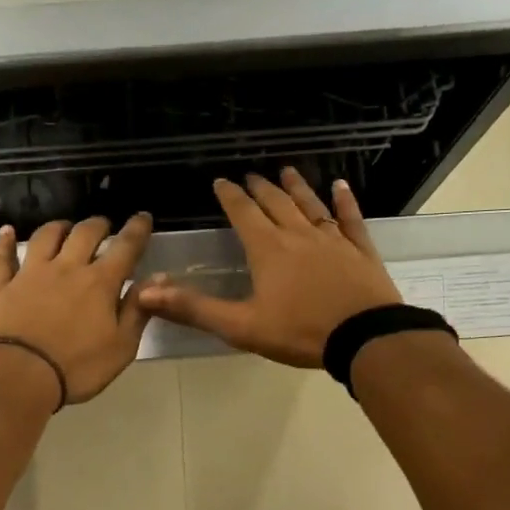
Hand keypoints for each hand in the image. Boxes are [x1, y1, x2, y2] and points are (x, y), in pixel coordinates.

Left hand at [0, 213, 154, 406]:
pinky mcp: (1, 286)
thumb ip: (138, 311)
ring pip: (45, 237)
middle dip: (98, 225)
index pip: (125, 248)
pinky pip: (2, 257)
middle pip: (84, 233)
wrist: (17, 376)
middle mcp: (66, 268)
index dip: (137, 230)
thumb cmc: (76, 368)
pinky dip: (5, 242)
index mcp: (100, 283)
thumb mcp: (121, 347)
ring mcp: (30, 274)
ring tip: (65, 227)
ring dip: (58, 227)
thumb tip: (156, 279)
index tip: (143, 217)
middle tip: (104, 225)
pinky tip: (6, 231)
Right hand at [138, 171, 400, 367]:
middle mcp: (299, 235)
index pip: (243, 214)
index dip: (230, 196)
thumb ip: (194, 308)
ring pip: (311, 205)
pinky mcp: (360, 251)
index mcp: (268, 250)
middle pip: (276, 203)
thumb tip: (146, 294)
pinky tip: (341, 186)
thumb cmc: (300, 332)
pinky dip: (345, 201)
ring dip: (296, 187)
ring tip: (286, 171)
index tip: (220, 182)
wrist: (364, 338)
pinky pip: (351, 219)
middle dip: (260, 188)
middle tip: (251, 176)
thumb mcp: (240, 326)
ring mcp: (333, 240)